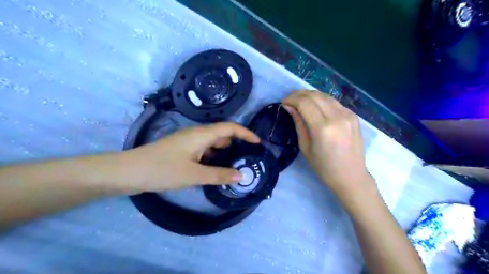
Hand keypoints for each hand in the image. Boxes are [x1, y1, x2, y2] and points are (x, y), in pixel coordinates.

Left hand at [116, 122, 259, 192]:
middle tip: (248, 159)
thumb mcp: (194, 175)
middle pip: (222, 135)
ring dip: (224, 153)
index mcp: (201, 135)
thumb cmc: (163, 170)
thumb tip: (241, 176)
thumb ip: (219, 175)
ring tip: (235, 167)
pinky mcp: (182, 150)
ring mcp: (188, 142)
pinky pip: (203, 151)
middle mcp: (196, 135)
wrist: (129, 171)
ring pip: (212, 144)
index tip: (258, 143)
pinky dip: (213, 158)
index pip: (230, 128)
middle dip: (237, 145)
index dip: (245, 133)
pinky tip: (215, 170)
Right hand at [281, 90, 374, 207]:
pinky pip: (334, 102)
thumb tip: (289, 107)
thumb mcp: (305, 147)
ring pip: (325, 96)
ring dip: (310, 95)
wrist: (351, 176)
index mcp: (323, 128)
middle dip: (299, 95)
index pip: (305, 103)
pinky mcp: (353, 116)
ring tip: (300, 101)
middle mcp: (337, 117)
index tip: (283, 103)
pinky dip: (321, 101)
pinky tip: (315, 107)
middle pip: (315, 95)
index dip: (292, 99)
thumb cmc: (324, 167)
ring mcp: (348, 115)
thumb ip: (298, 124)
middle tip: (289, 100)